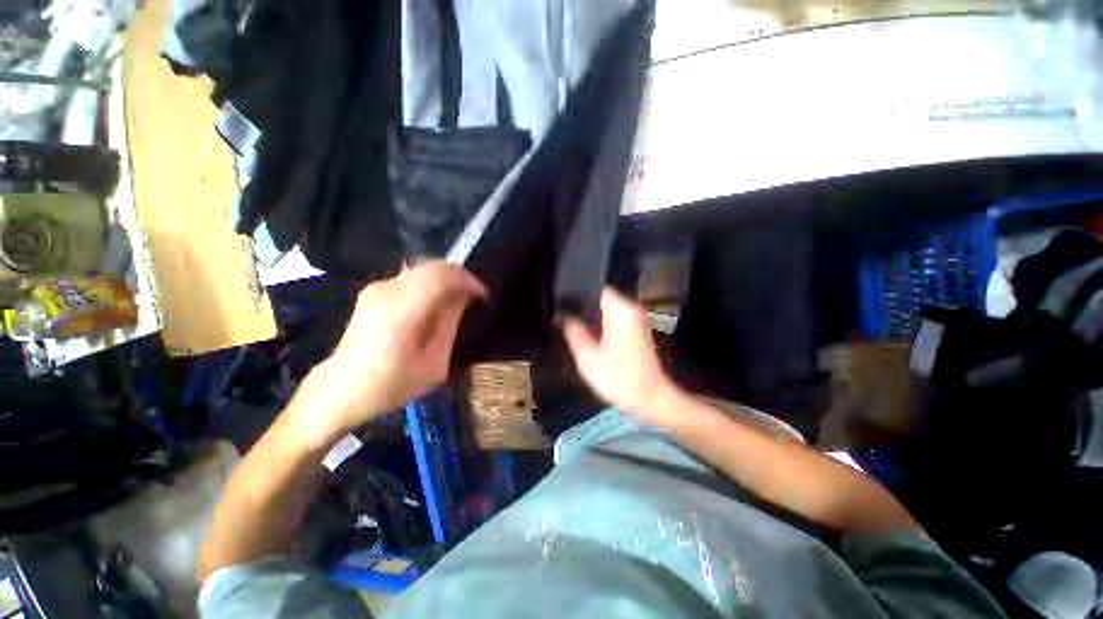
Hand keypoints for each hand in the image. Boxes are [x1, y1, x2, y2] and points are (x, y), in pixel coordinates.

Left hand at [300, 261, 485, 440]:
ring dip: (445, 281)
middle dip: (459, 278)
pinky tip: (433, 306)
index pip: (440, 275)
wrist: (341, 390)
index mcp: (401, 312)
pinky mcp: (372, 291)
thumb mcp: (433, 363)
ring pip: (422, 270)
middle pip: (432, 267)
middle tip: (472, 298)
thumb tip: (463, 297)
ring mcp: (376, 289)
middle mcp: (386, 292)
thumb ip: (449, 325)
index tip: (482, 295)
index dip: (467, 279)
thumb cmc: (391, 385)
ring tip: (456, 303)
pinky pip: (411, 278)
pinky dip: (430, 285)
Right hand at [561, 288, 680, 424]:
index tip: (559, 300)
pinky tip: (586, 332)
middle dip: (581, 305)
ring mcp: (635, 318)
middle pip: (601, 297)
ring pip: (606, 308)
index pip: (596, 288)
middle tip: (561, 313)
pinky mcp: (635, 329)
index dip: (576, 292)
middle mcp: (631, 309)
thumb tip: (561, 315)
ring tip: (568, 321)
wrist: (652, 400)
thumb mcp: (588, 358)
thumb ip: (573, 332)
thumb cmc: (619, 379)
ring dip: (589, 315)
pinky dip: (599, 322)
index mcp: (622, 311)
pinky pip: (612, 317)